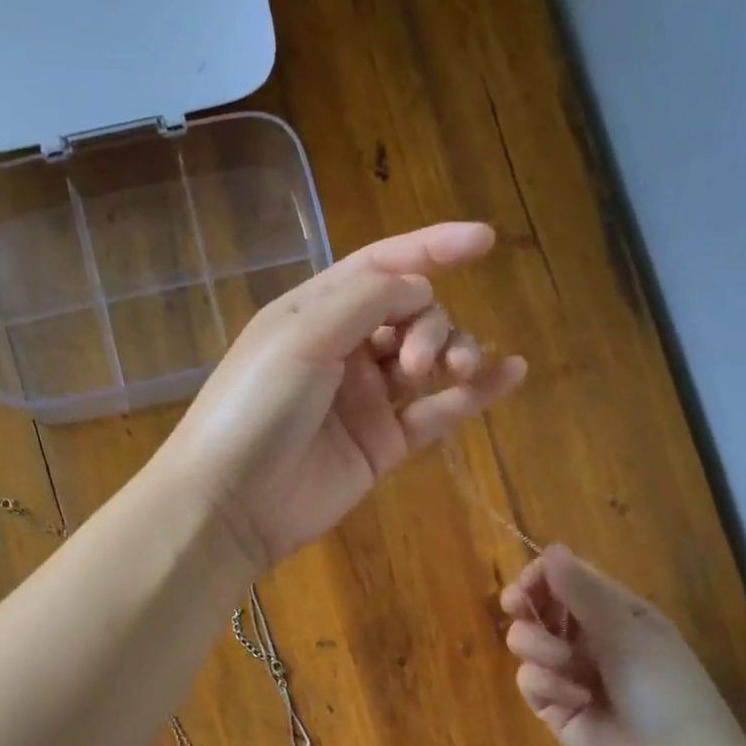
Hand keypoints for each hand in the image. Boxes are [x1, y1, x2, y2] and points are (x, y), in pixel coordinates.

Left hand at [158, 222, 526, 569]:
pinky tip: (512, 373)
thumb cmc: (255, 408)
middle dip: (428, 324)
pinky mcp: (382, 445)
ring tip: (453, 372)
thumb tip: (421, 288)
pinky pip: (437, 412)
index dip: (431, 249)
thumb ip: (366, 301)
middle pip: (410, 313)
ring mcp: (364, 399)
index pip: (380, 266)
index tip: (483, 242)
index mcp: (314, 312)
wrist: (232, 503)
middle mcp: (342, 349)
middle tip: (413, 362)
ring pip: (427, 360)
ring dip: (452, 353)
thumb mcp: (302, 337)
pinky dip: (475, 395)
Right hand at [501, 545, 745, 745]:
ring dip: (538, 647)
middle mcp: (588, 636)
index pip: (566, 577)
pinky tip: (575, 701)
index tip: (528, 583)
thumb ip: (584, 593)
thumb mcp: (628, 635)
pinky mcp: (553, 705)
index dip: (541, 575)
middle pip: (538, 605)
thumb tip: (551, 547)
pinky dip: (547, 686)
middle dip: (526, 606)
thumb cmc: (666, 691)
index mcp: (615, 611)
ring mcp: (568, 671)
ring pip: (525, 641)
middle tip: (518, 607)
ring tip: (564, 665)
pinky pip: (529, 679)